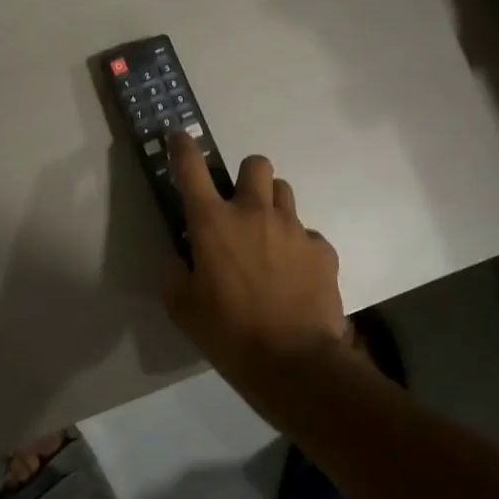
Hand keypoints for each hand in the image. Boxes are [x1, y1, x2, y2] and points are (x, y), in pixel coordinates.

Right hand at [161, 133, 347, 377]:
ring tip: (269, 238)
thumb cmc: (228, 333)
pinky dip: (299, 246)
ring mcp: (293, 228)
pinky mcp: (322, 249)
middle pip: (255, 164)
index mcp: (213, 223)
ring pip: (284, 192)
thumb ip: (175, 273)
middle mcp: (254, 213)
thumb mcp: (182, 308)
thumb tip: (181, 257)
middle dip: (246, 177)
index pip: (191, 168)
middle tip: (240, 205)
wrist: (294, 362)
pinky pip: (308, 234)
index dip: (183, 147)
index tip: (180, 137)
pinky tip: (295, 274)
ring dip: (272, 205)